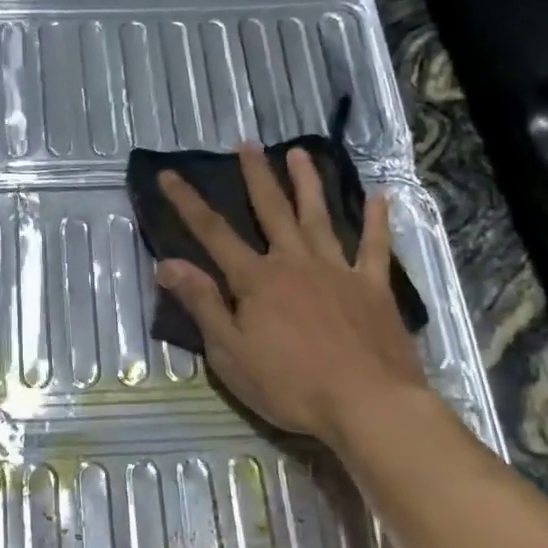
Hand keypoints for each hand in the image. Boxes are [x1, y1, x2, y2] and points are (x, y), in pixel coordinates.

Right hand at [156, 145, 432, 445]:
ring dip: (308, 183)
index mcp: (257, 280)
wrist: (367, 403)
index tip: (169, 174)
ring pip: (319, 216)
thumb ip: (202, 304)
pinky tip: (380, 196)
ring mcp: (338, 270)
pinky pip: (375, 246)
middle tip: (247, 144)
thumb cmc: (290, 385)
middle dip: (256, 176)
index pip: (213, 234)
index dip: (187, 202)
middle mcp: (295, 262)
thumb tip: (168, 263)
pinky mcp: (373, 286)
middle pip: (272, 211)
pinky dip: (377, 220)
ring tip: (299, 153)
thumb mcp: (230, 352)